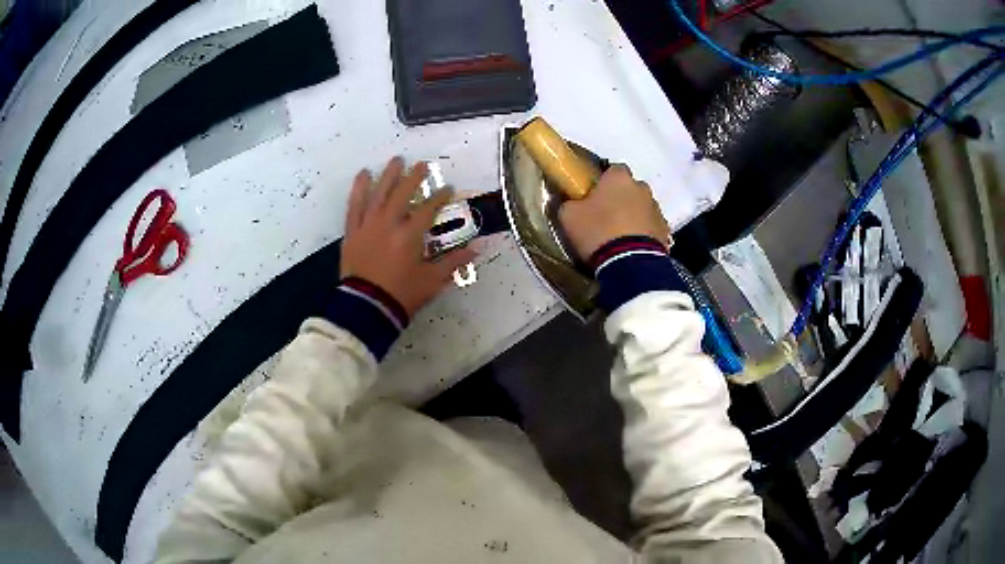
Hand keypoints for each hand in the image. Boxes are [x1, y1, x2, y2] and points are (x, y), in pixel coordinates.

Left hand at [341, 157, 475, 317]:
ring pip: (379, 193)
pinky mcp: (352, 232)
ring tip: (396, 160)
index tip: (447, 189)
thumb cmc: (402, 295)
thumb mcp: (432, 281)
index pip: (428, 209)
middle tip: (422, 165)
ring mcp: (368, 225)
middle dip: (414, 178)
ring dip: (389, 175)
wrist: (366, 307)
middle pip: (403, 193)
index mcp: (410, 235)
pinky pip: (354, 205)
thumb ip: (454, 263)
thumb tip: (477, 249)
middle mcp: (389, 223)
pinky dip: (358, 189)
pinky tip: (363, 174)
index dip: (439, 197)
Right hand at [558, 164, 670, 260]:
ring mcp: (656, 209)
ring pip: (642, 208)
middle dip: (620, 198)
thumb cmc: (597, 232)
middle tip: (605, 216)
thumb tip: (571, 202)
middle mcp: (642, 187)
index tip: (593, 196)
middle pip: (629, 189)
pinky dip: (643, 233)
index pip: (612, 170)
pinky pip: (651, 227)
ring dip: (633, 216)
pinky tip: (631, 247)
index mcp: (619, 177)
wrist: (630, 264)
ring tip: (619, 236)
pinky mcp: (665, 231)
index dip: (603, 182)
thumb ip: (569, 203)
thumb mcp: (569, 217)